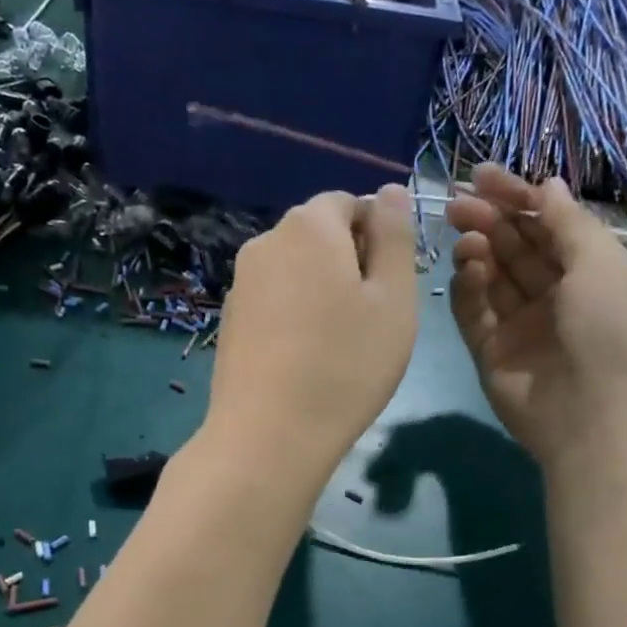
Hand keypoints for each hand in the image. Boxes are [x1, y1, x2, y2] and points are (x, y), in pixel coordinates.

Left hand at [205, 188, 417, 496]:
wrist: (268, 436)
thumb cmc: (346, 365)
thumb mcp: (394, 298)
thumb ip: (396, 236)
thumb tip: (390, 191)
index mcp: (308, 225)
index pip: (350, 204)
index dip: (378, 238)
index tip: (390, 288)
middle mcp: (265, 242)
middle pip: (319, 235)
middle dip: (349, 263)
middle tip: (370, 320)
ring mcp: (241, 283)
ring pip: (296, 271)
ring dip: (322, 291)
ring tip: (338, 344)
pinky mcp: (230, 320)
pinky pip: (274, 301)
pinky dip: (295, 316)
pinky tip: (304, 359)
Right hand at [447, 165, 626, 467]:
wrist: (598, 422)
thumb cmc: (613, 333)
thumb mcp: (603, 266)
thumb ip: (569, 223)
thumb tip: (548, 186)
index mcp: (595, 275)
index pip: (551, 226)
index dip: (519, 198)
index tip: (482, 175)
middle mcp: (558, 298)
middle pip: (517, 249)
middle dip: (491, 220)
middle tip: (457, 202)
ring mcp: (523, 327)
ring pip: (493, 278)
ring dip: (478, 250)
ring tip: (464, 234)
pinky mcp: (492, 353)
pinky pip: (474, 313)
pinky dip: (467, 288)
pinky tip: (465, 267)